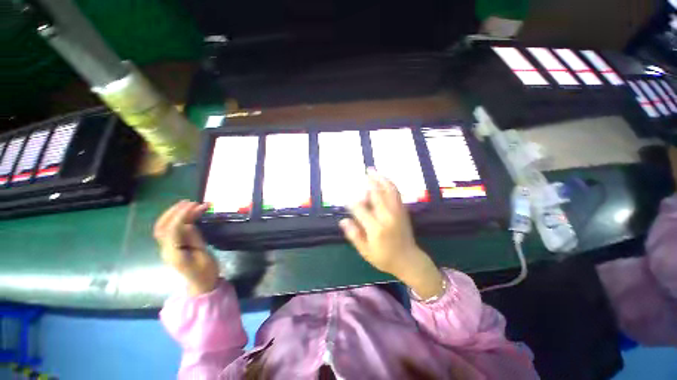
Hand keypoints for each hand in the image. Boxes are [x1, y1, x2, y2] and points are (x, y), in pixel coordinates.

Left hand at [154, 200, 218, 295]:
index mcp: (174, 254)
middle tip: (189, 202)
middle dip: (173, 212)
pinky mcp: (175, 245)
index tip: (193, 206)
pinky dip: (181, 219)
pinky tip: (191, 213)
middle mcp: (167, 248)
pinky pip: (173, 229)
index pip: (171, 231)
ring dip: (176, 213)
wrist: (201, 284)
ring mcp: (169, 247)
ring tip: (192, 204)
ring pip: (166, 227)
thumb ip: (195, 240)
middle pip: (162, 227)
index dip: (180, 216)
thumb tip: (189, 224)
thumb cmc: (205, 272)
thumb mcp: (204, 256)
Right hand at [340, 169, 444, 298]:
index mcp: (376, 228)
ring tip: (373, 171)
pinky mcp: (403, 211)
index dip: (352, 203)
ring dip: (381, 179)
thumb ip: (354, 235)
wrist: (409, 260)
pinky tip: (384, 180)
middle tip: (363, 173)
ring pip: (389, 190)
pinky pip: (396, 193)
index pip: (361, 209)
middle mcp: (388, 217)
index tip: (346, 198)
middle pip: (377, 194)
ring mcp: (397, 212)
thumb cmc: (385, 258)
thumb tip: (343, 221)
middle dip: (369, 182)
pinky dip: (389, 184)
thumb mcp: (366, 251)